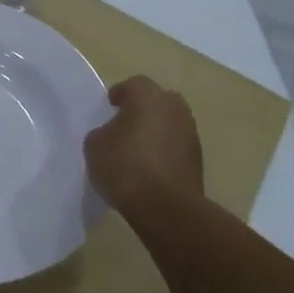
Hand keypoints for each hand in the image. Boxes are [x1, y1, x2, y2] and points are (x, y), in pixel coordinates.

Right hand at [83, 76, 205, 222]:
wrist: (165, 207)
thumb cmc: (125, 166)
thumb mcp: (94, 145)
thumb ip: (103, 131)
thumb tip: (112, 133)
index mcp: (148, 96)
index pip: (133, 85)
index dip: (119, 95)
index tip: (109, 108)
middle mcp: (175, 108)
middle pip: (157, 101)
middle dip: (142, 110)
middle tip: (124, 126)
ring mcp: (191, 133)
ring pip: (169, 123)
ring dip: (156, 131)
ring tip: (137, 150)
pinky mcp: (199, 159)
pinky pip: (176, 146)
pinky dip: (165, 151)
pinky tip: (150, 168)